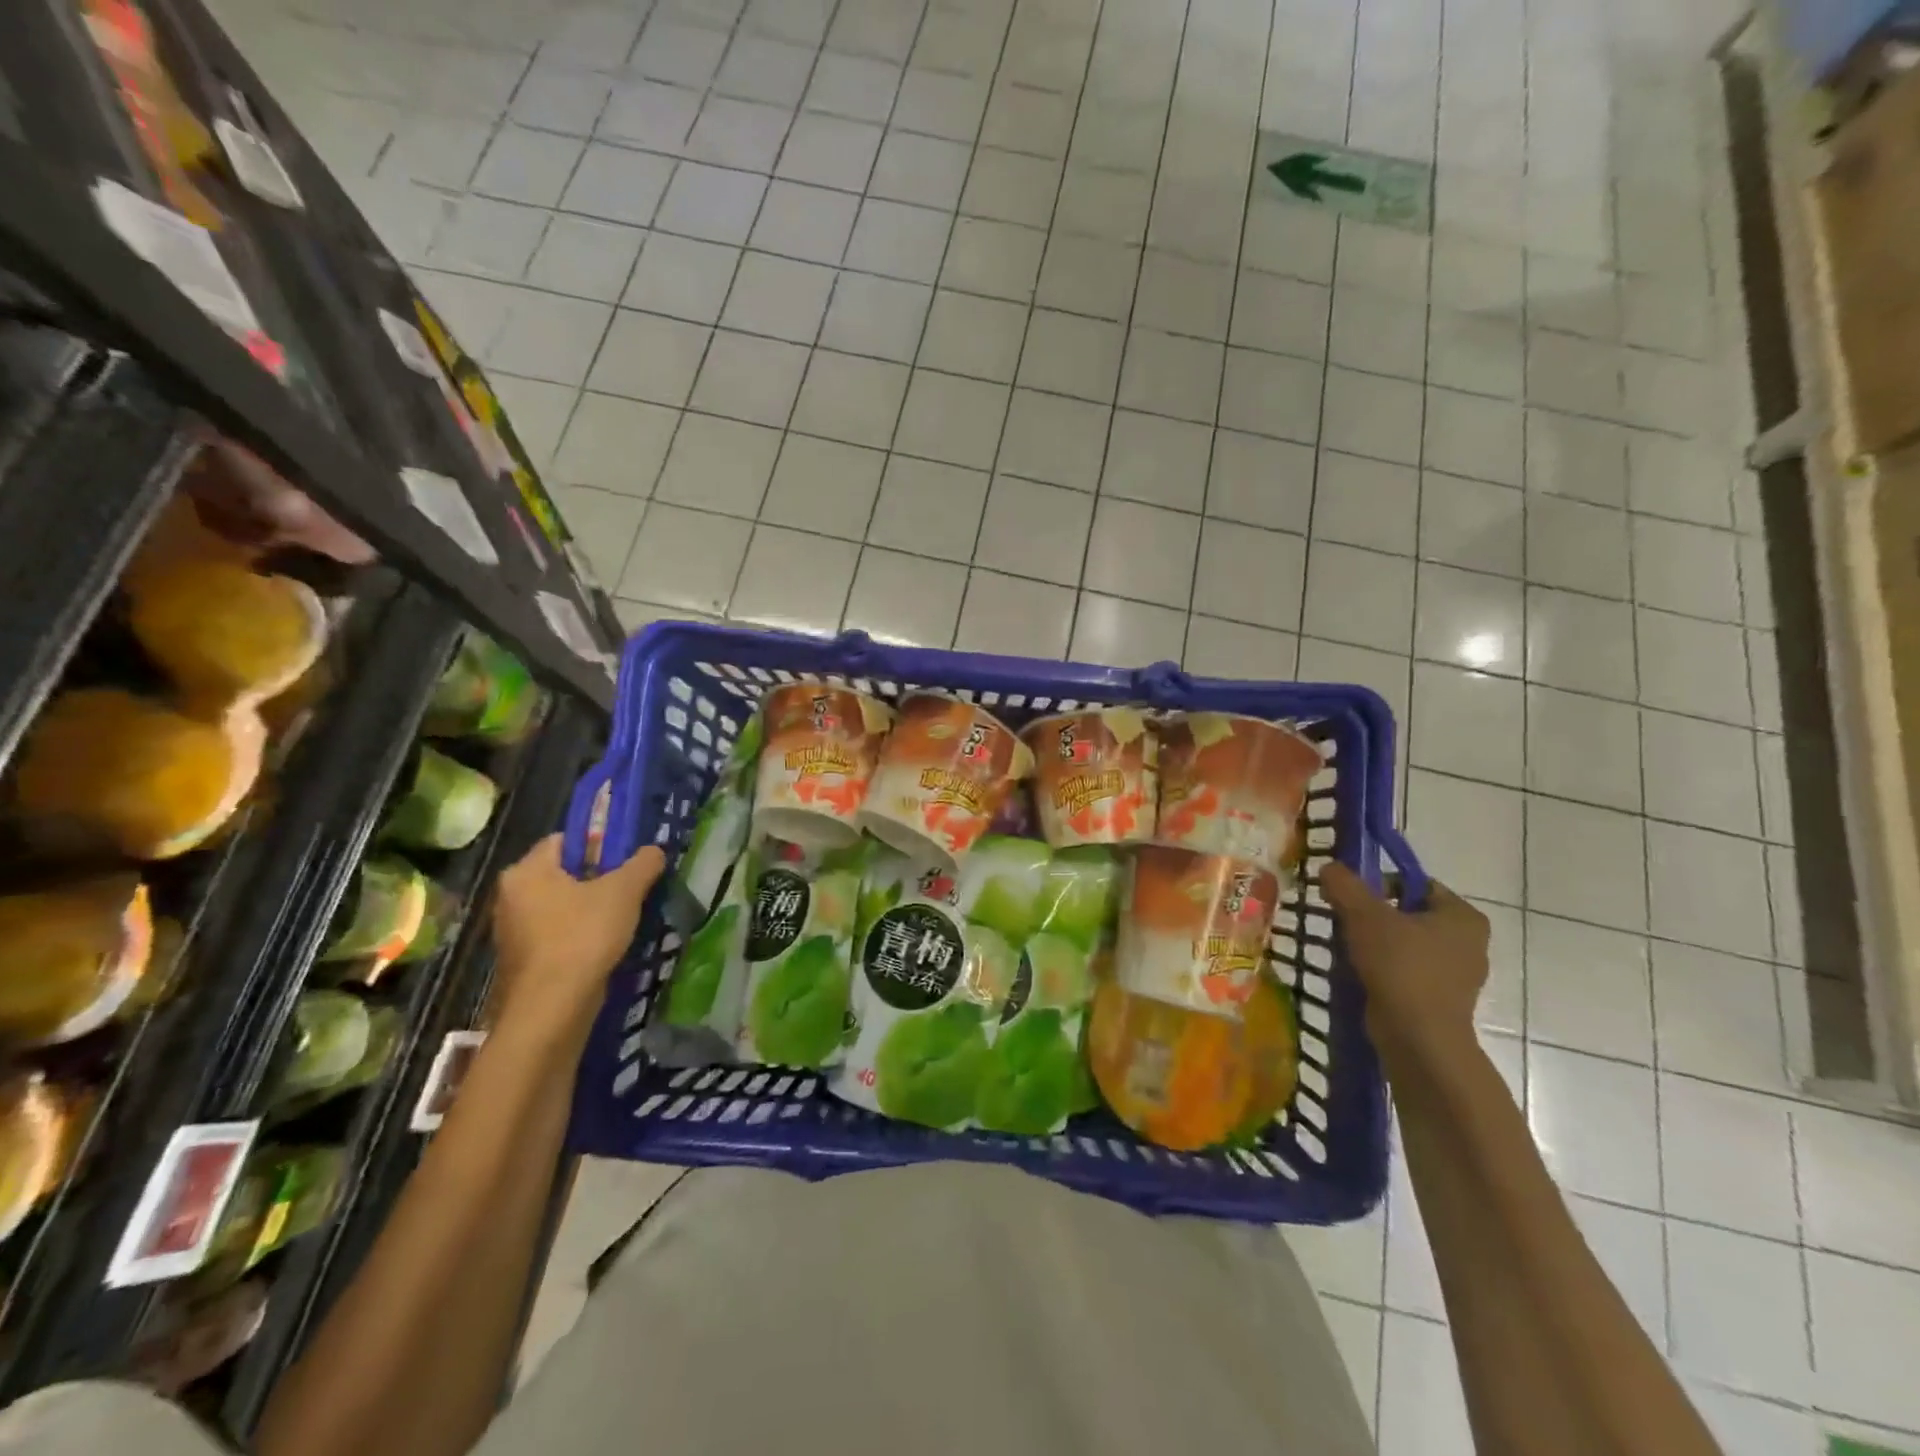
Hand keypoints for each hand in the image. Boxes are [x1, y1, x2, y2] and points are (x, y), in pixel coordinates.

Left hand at [492, 835, 664, 1030]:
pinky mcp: (523, 961)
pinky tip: (607, 944)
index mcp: (526, 871)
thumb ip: (642, 864)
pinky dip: (580, 934)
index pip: (564, 839)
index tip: (627, 858)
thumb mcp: (624, 892)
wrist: (551, 1009)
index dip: (598, 843)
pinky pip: (557, 934)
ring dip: (590, 908)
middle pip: (563, 873)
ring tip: (625, 916)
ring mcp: (513, 931)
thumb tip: (654, 851)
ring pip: (561, 906)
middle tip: (632, 886)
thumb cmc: (582, 937)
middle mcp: (511, 896)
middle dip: (598, 878)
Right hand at [1319, 862, 1489, 1072]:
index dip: (1380, 883)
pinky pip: (1407, 971)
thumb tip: (1330, 866)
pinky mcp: (1441, 1001)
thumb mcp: (1364, 915)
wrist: (1419, 1038)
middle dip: (1374, 915)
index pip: (1417, 884)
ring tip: (1347, 948)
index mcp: (1463, 916)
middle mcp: (1470, 942)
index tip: (1350, 897)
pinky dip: (1383, 968)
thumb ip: (1345, 885)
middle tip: (1344, 920)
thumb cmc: (1400, 967)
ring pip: (1406, 944)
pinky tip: (1360, 973)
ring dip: (1376, 943)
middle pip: (1409, 913)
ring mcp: (1458, 975)